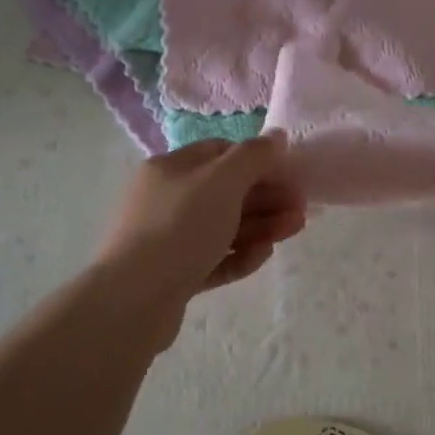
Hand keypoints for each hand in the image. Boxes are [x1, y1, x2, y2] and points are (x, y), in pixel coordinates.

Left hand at [97, 135, 306, 329]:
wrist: (134, 299)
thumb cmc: (180, 227)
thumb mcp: (222, 181)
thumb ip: (254, 156)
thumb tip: (277, 136)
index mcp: (171, 168)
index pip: (220, 152)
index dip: (257, 160)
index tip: (289, 174)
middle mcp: (167, 199)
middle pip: (226, 192)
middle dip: (267, 197)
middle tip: (301, 208)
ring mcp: (169, 239)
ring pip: (223, 226)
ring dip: (261, 226)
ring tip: (294, 229)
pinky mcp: (175, 274)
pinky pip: (214, 258)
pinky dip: (240, 254)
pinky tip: (262, 255)